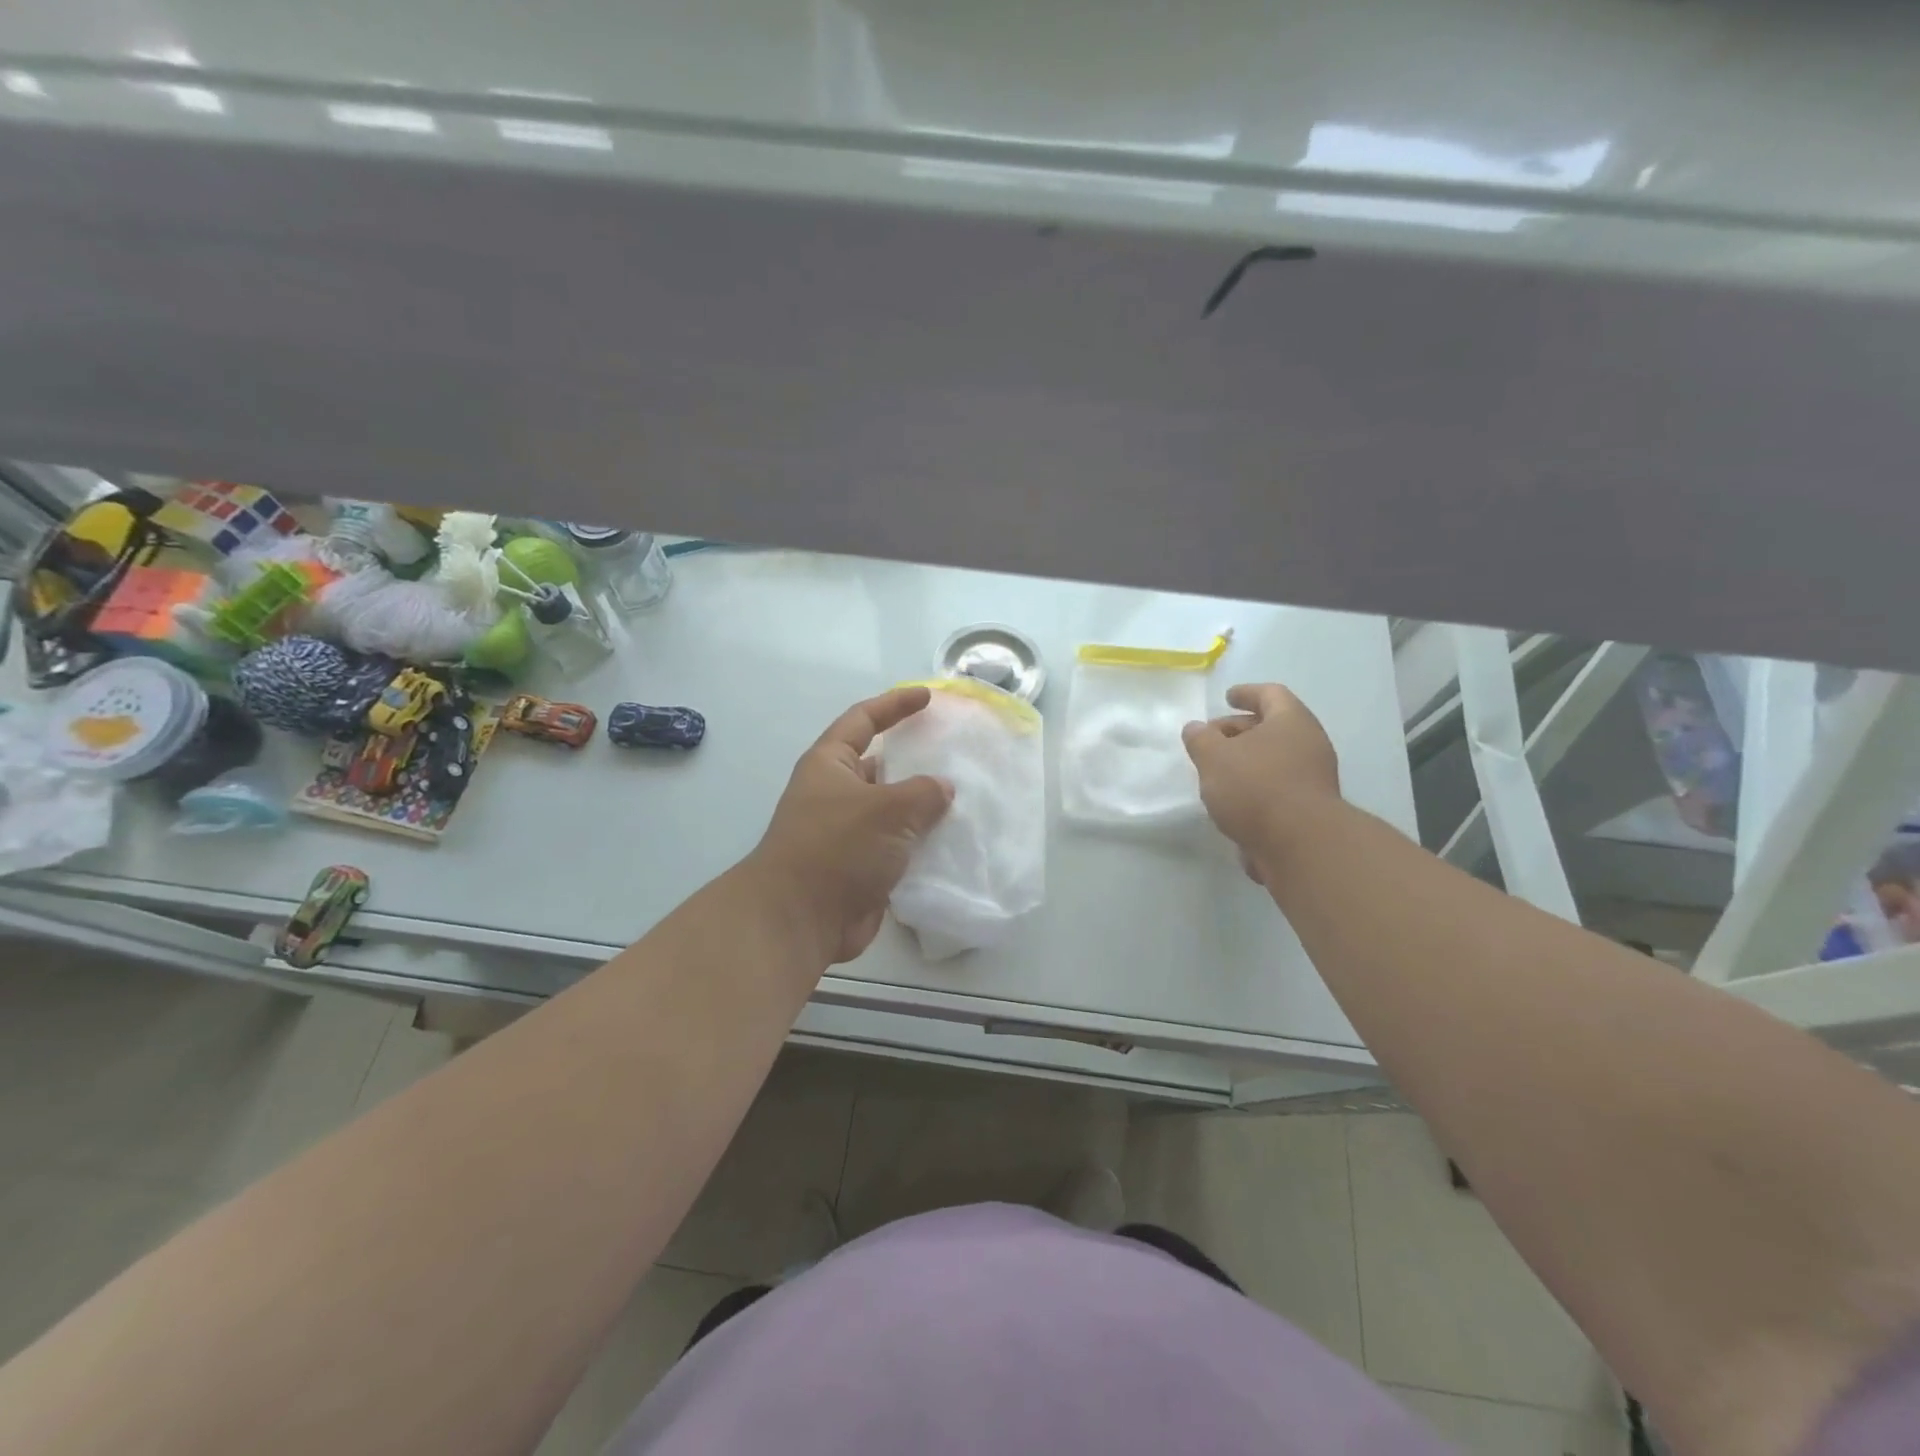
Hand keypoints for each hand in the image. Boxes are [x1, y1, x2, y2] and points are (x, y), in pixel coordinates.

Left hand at [750, 686, 954, 963]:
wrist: (800, 919)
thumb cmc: (837, 847)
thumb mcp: (887, 809)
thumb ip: (923, 793)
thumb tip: (943, 789)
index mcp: (830, 764)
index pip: (863, 719)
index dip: (895, 704)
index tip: (927, 697)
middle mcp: (836, 793)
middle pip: (881, 765)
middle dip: (915, 760)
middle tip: (956, 754)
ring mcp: (847, 832)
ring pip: (893, 810)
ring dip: (923, 808)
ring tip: (967, 798)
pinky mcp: (859, 867)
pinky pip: (897, 847)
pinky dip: (921, 844)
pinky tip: (955, 843)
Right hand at [1181, 683, 1340, 881]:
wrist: (1300, 846)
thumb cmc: (1256, 787)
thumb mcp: (1214, 757)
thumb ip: (1200, 739)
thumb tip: (1196, 728)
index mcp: (1291, 722)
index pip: (1270, 694)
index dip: (1247, 693)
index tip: (1227, 696)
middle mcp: (1308, 745)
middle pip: (1271, 727)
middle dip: (1238, 730)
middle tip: (1210, 739)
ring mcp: (1312, 779)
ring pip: (1273, 760)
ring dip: (1245, 761)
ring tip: (1214, 772)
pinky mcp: (1307, 810)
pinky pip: (1277, 787)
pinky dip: (1254, 787)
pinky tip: (1230, 801)